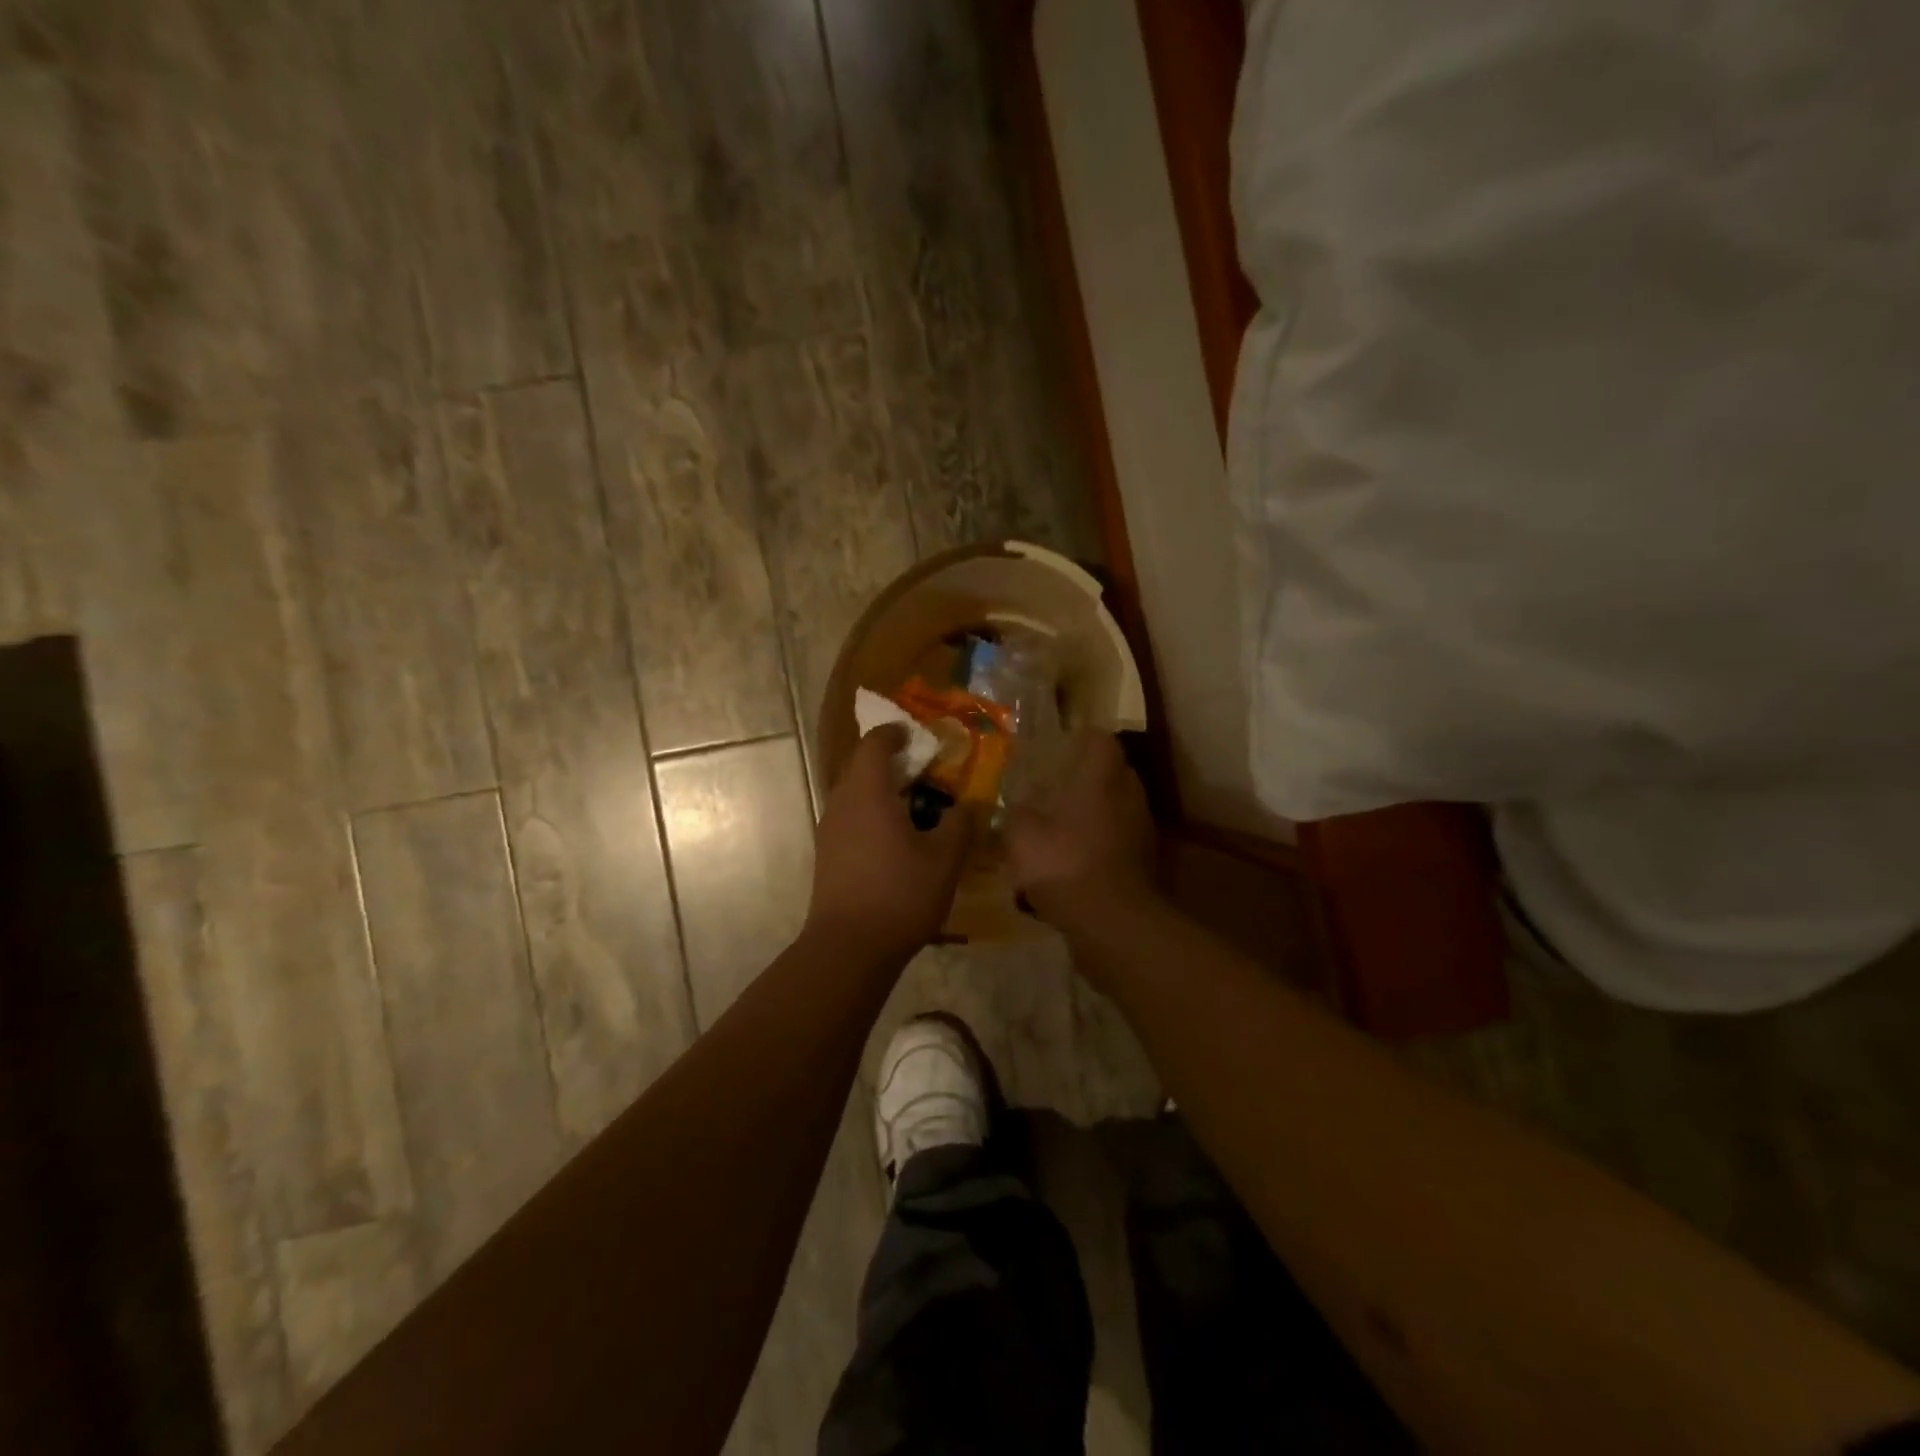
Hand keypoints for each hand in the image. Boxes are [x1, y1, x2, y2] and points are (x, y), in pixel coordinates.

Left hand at [806, 725, 972, 962]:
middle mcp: (841, 803)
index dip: (896, 733)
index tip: (918, 735)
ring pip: (856, 795)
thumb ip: (960, 823)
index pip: (875, 743)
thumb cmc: (899, 894)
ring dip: (883, 791)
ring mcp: (829, 830)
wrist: (849, 948)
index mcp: (867, 792)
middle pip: (863, 767)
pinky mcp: (827, 855)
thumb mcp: (944, 859)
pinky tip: (898, 839)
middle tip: (927, 772)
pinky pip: (852, 818)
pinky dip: (874, 814)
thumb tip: (967, 805)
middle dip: (894, 762)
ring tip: (918, 807)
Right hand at [1006, 733, 1156, 933]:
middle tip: (1053, 786)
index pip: (1100, 739)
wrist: (1111, 922)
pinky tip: (1073, 860)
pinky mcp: (1143, 861)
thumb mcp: (1021, 833)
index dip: (1080, 739)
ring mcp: (1141, 829)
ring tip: (1060, 825)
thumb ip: (1016, 811)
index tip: (1058, 746)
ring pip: (1116, 807)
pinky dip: (1099, 843)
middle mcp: (1128, 794)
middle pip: (1111, 772)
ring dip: (1093, 812)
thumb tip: (1014, 802)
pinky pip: (1118, 839)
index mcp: (1102, 777)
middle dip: (1085, 777)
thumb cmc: (1064, 862)